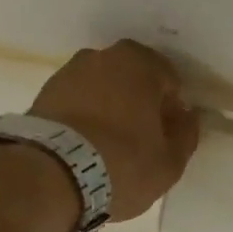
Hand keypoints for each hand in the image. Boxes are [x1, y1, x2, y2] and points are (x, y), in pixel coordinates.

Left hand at [31, 40, 200, 218]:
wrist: (54, 175)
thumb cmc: (124, 165)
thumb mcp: (169, 162)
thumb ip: (186, 135)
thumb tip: (188, 117)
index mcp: (139, 63)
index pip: (169, 81)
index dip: (173, 110)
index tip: (169, 137)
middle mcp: (102, 56)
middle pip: (133, 81)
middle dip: (140, 106)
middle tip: (143, 143)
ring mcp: (68, 72)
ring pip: (103, 91)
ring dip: (111, 112)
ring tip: (111, 150)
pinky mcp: (44, 95)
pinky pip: (78, 105)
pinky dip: (86, 120)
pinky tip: (88, 150)